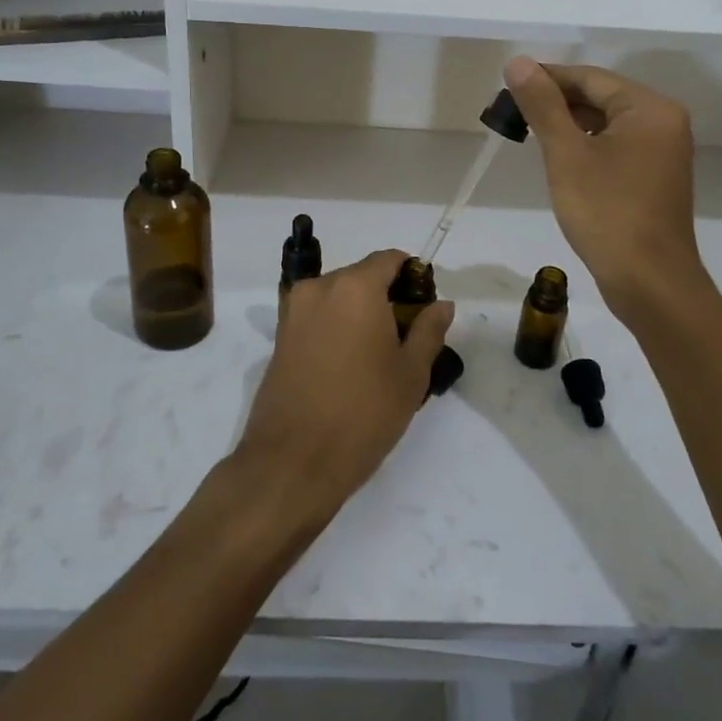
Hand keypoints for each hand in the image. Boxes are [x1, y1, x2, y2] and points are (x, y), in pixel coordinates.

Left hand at [236, 250, 454, 520]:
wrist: (293, 461)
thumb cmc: (363, 412)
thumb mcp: (411, 374)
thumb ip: (429, 330)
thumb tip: (441, 304)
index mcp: (355, 287)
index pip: (389, 259)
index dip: (413, 276)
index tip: (425, 307)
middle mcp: (320, 288)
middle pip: (361, 276)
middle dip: (386, 296)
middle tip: (406, 337)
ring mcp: (294, 312)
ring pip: (338, 297)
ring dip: (359, 313)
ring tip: (377, 356)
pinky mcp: (279, 337)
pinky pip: (317, 317)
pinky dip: (336, 328)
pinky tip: (349, 366)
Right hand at [503, 56, 711, 321]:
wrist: (649, 282)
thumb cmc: (607, 213)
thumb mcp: (567, 155)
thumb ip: (542, 105)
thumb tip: (518, 62)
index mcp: (649, 108)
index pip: (590, 77)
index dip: (546, 78)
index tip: (507, 88)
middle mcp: (663, 122)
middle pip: (601, 97)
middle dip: (556, 102)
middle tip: (511, 114)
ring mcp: (663, 151)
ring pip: (607, 123)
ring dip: (569, 125)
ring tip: (528, 134)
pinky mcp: (655, 177)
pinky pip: (616, 146)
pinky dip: (587, 146)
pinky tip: (560, 159)